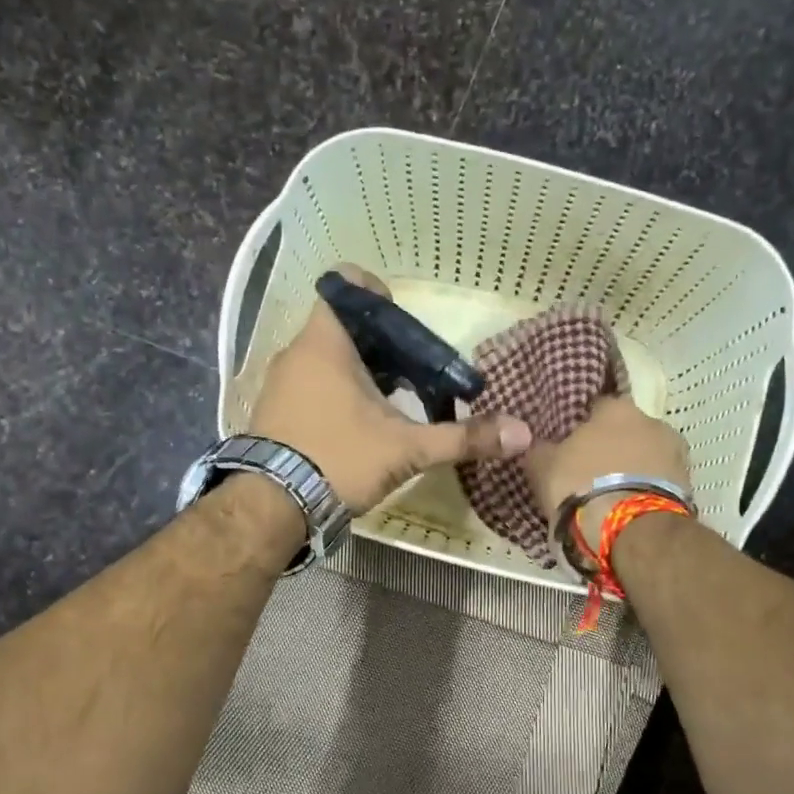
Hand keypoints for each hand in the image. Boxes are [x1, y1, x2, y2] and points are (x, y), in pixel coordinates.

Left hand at [248, 266, 531, 511]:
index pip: (346, 285)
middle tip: (412, 375)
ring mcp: (280, 383)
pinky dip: (336, 394)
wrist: (271, 507)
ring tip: (391, 405)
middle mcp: (296, 354)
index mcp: (325, 343)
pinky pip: (311, 385)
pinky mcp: (273, 412)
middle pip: (345, 327)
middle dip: (383, 346)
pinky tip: (357, 428)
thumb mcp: (407, 449)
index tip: (404, 327)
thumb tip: (522, 434)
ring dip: (360, 373)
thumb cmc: (338, 459)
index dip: (378, 295)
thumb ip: (463, 438)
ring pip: (327, 359)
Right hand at [523, 395, 691, 545]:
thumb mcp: (543, 467)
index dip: (580, 427)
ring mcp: (675, 452)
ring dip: (632, 470)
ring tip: (612, 496)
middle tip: (590, 473)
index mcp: (615, 408)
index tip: (570, 447)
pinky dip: (646, 491)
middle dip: (611, 448)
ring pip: (646, 457)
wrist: (632, 530)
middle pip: (626, 431)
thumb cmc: (582, 486)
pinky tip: (630, 509)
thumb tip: (537, 443)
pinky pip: (659, 482)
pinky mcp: (688, 485)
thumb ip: (539, 449)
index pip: (595, 407)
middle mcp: (652, 420)